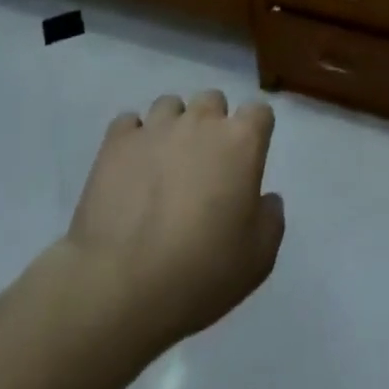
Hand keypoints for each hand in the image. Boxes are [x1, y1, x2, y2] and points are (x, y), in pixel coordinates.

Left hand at [62, 90, 284, 355]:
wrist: (121, 288)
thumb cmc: (201, 272)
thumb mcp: (259, 258)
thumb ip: (271, 217)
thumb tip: (265, 198)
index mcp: (241, 141)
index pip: (259, 112)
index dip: (255, 133)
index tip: (247, 160)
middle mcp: (201, 121)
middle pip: (213, 101)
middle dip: (212, 124)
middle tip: (204, 164)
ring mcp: (156, 127)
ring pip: (170, 105)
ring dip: (172, 127)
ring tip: (163, 164)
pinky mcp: (117, 142)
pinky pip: (128, 123)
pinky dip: (132, 139)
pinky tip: (130, 167)